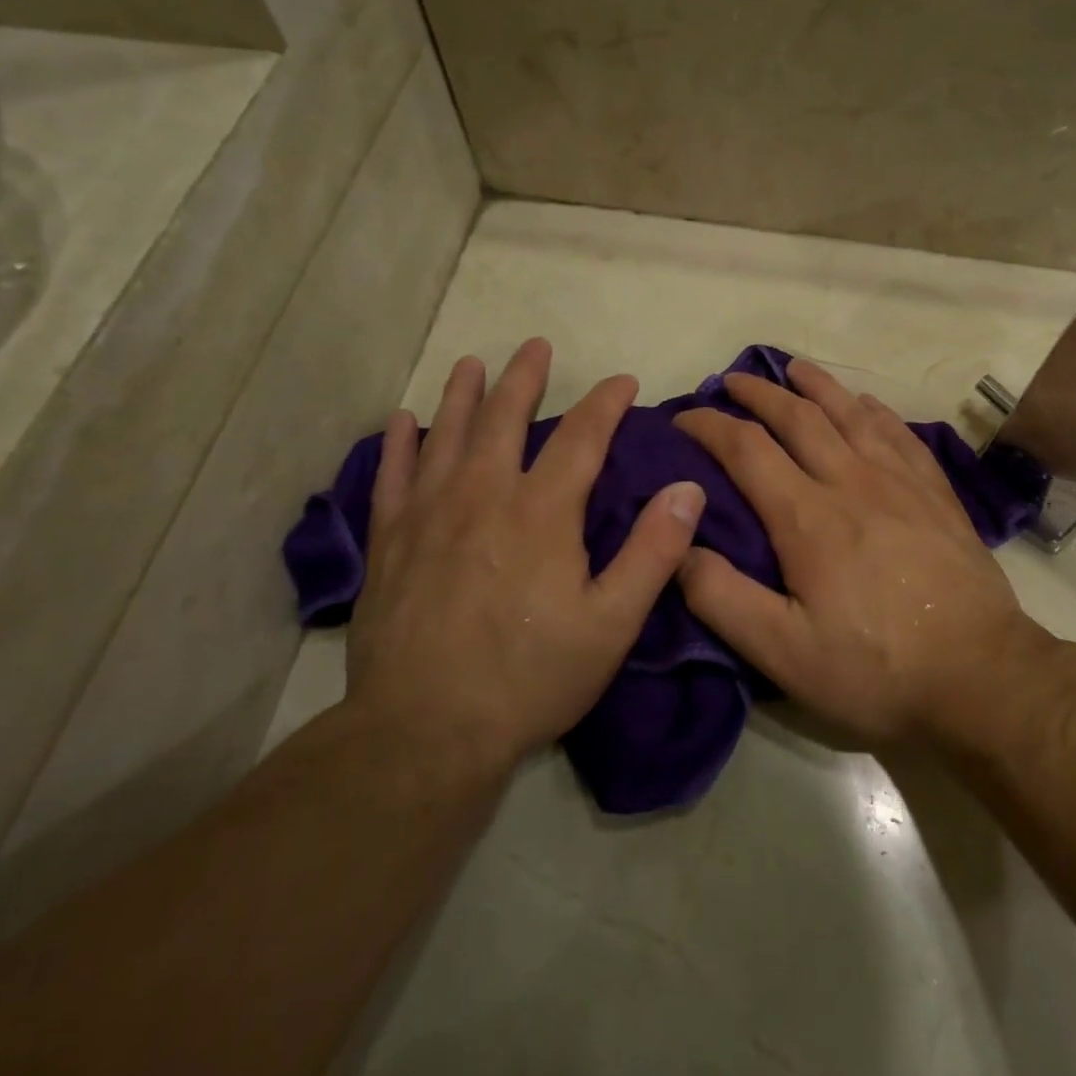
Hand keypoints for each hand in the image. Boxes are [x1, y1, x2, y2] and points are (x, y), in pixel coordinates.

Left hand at [347, 339, 706, 768]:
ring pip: (446, 436)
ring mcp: (428, 516)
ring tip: (470, 363)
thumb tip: (686, 489)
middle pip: (503, 419)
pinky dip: (398, 445)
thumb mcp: (613, 622)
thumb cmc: (532, 676)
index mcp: (542, 512)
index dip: (605, 403)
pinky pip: (391, 478)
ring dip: (461, 395)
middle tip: (535, 345)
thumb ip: (653, 552)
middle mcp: (482, 496)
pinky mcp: (389, 543)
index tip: (622, 382)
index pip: (581, 437)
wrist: (426, 730)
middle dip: (524, 378)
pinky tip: (401, 421)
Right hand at [674, 360, 1051, 745]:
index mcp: (808, 517)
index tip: (683, 417)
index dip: (709, 425)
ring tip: (793, 368)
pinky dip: (874, 410)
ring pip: (852, 413)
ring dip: (817, 385)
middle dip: (759, 393)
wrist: (980, 674)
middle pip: (799, 417)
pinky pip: (899, 433)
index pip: (747, 449)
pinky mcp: (937, 493)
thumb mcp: (783, 652)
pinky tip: (866, 404)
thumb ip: (722, 598)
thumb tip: (680, 546)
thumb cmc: (875, 668)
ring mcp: (901, 482)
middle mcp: (852, 481)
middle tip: (731, 380)